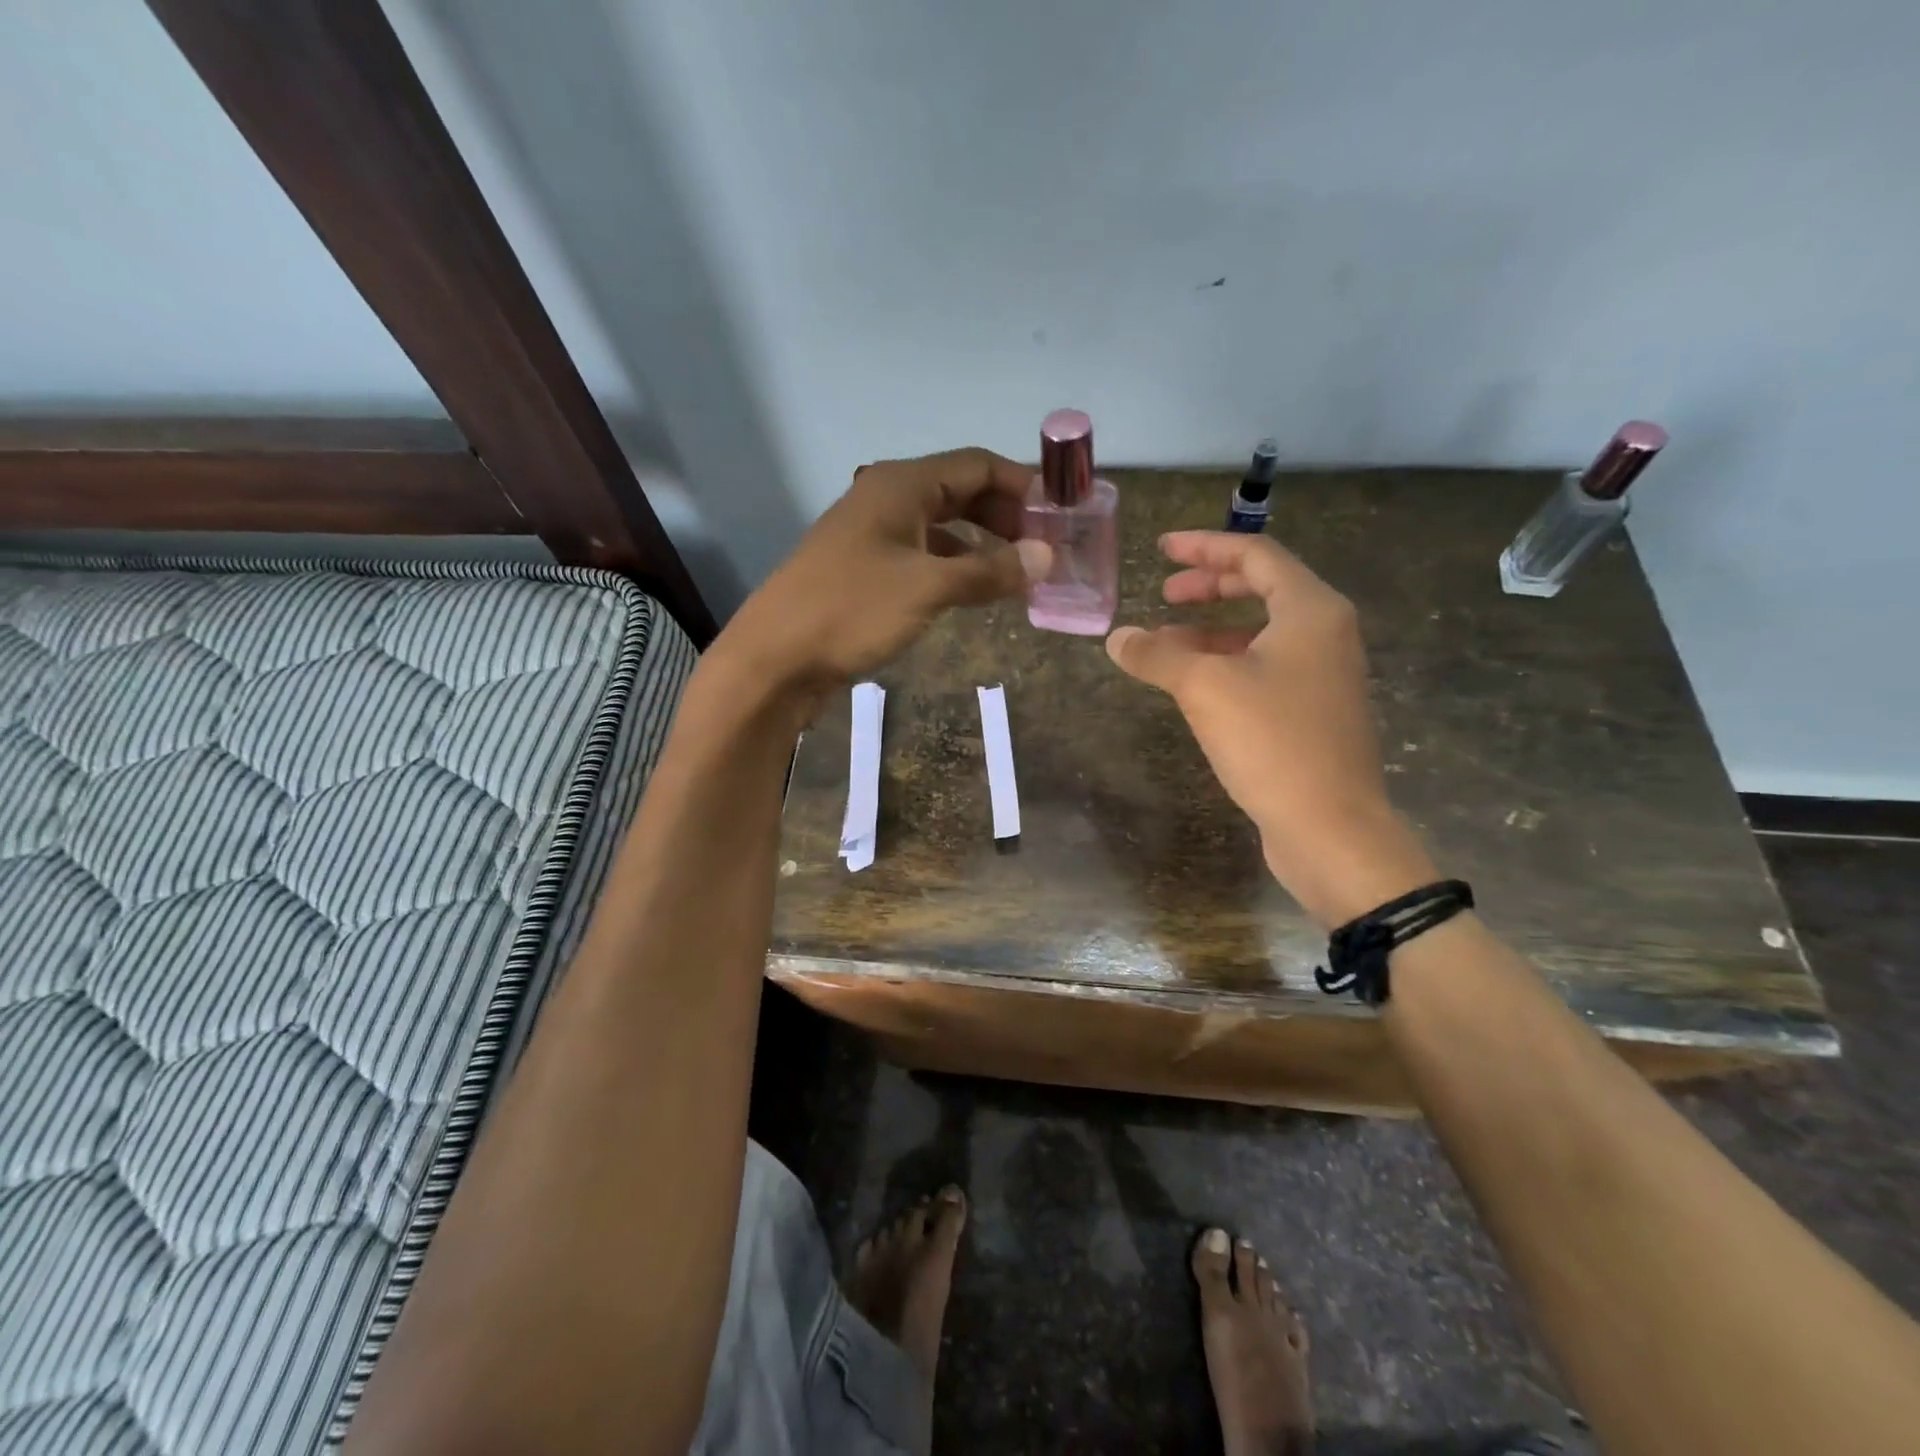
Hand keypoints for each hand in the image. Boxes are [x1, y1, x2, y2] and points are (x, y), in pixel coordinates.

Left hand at [714, 449, 1044, 709]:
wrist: (776, 657)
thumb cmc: (852, 610)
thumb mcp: (928, 587)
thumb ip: (988, 570)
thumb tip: (1045, 557)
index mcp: (901, 485)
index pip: (976, 464)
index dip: (1022, 484)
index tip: (1061, 512)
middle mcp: (888, 499)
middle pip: (960, 492)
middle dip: (1006, 515)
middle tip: (1045, 547)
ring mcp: (874, 536)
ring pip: (942, 527)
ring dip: (982, 545)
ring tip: (1020, 573)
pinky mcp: (866, 571)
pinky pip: (923, 557)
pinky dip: (955, 569)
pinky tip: (976, 593)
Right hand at [1105, 531, 1436, 926]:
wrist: (1332, 828)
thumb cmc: (1273, 742)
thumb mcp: (1205, 688)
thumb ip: (1157, 655)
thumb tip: (1117, 638)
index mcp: (1311, 610)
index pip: (1255, 556)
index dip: (1205, 547)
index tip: (1161, 549)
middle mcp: (1325, 633)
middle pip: (1263, 589)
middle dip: (1209, 587)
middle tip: (1164, 593)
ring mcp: (1324, 675)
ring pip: (1261, 632)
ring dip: (1212, 630)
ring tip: (1165, 643)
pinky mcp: (1314, 712)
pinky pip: (1264, 668)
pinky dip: (1226, 664)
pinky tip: (1193, 687)